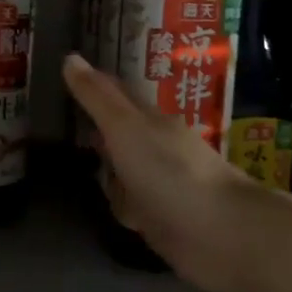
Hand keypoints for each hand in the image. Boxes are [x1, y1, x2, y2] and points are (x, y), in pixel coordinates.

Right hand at [63, 52, 281, 291]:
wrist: (223, 234)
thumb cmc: (169, 172)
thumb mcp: (125, 127)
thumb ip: (97, 97)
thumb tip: (70, 57)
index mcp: (148, 120)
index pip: (116, 94)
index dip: (93, 84)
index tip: (68, 74)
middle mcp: (156, 147)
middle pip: (120, 133)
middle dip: (99, 128)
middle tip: (69, 121)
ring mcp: (162, 184)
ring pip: (125, 170)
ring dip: (110, 169)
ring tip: (81, 164)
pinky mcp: (165, 220)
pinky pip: (133, 206)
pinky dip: (123, 204)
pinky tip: (112, 208)